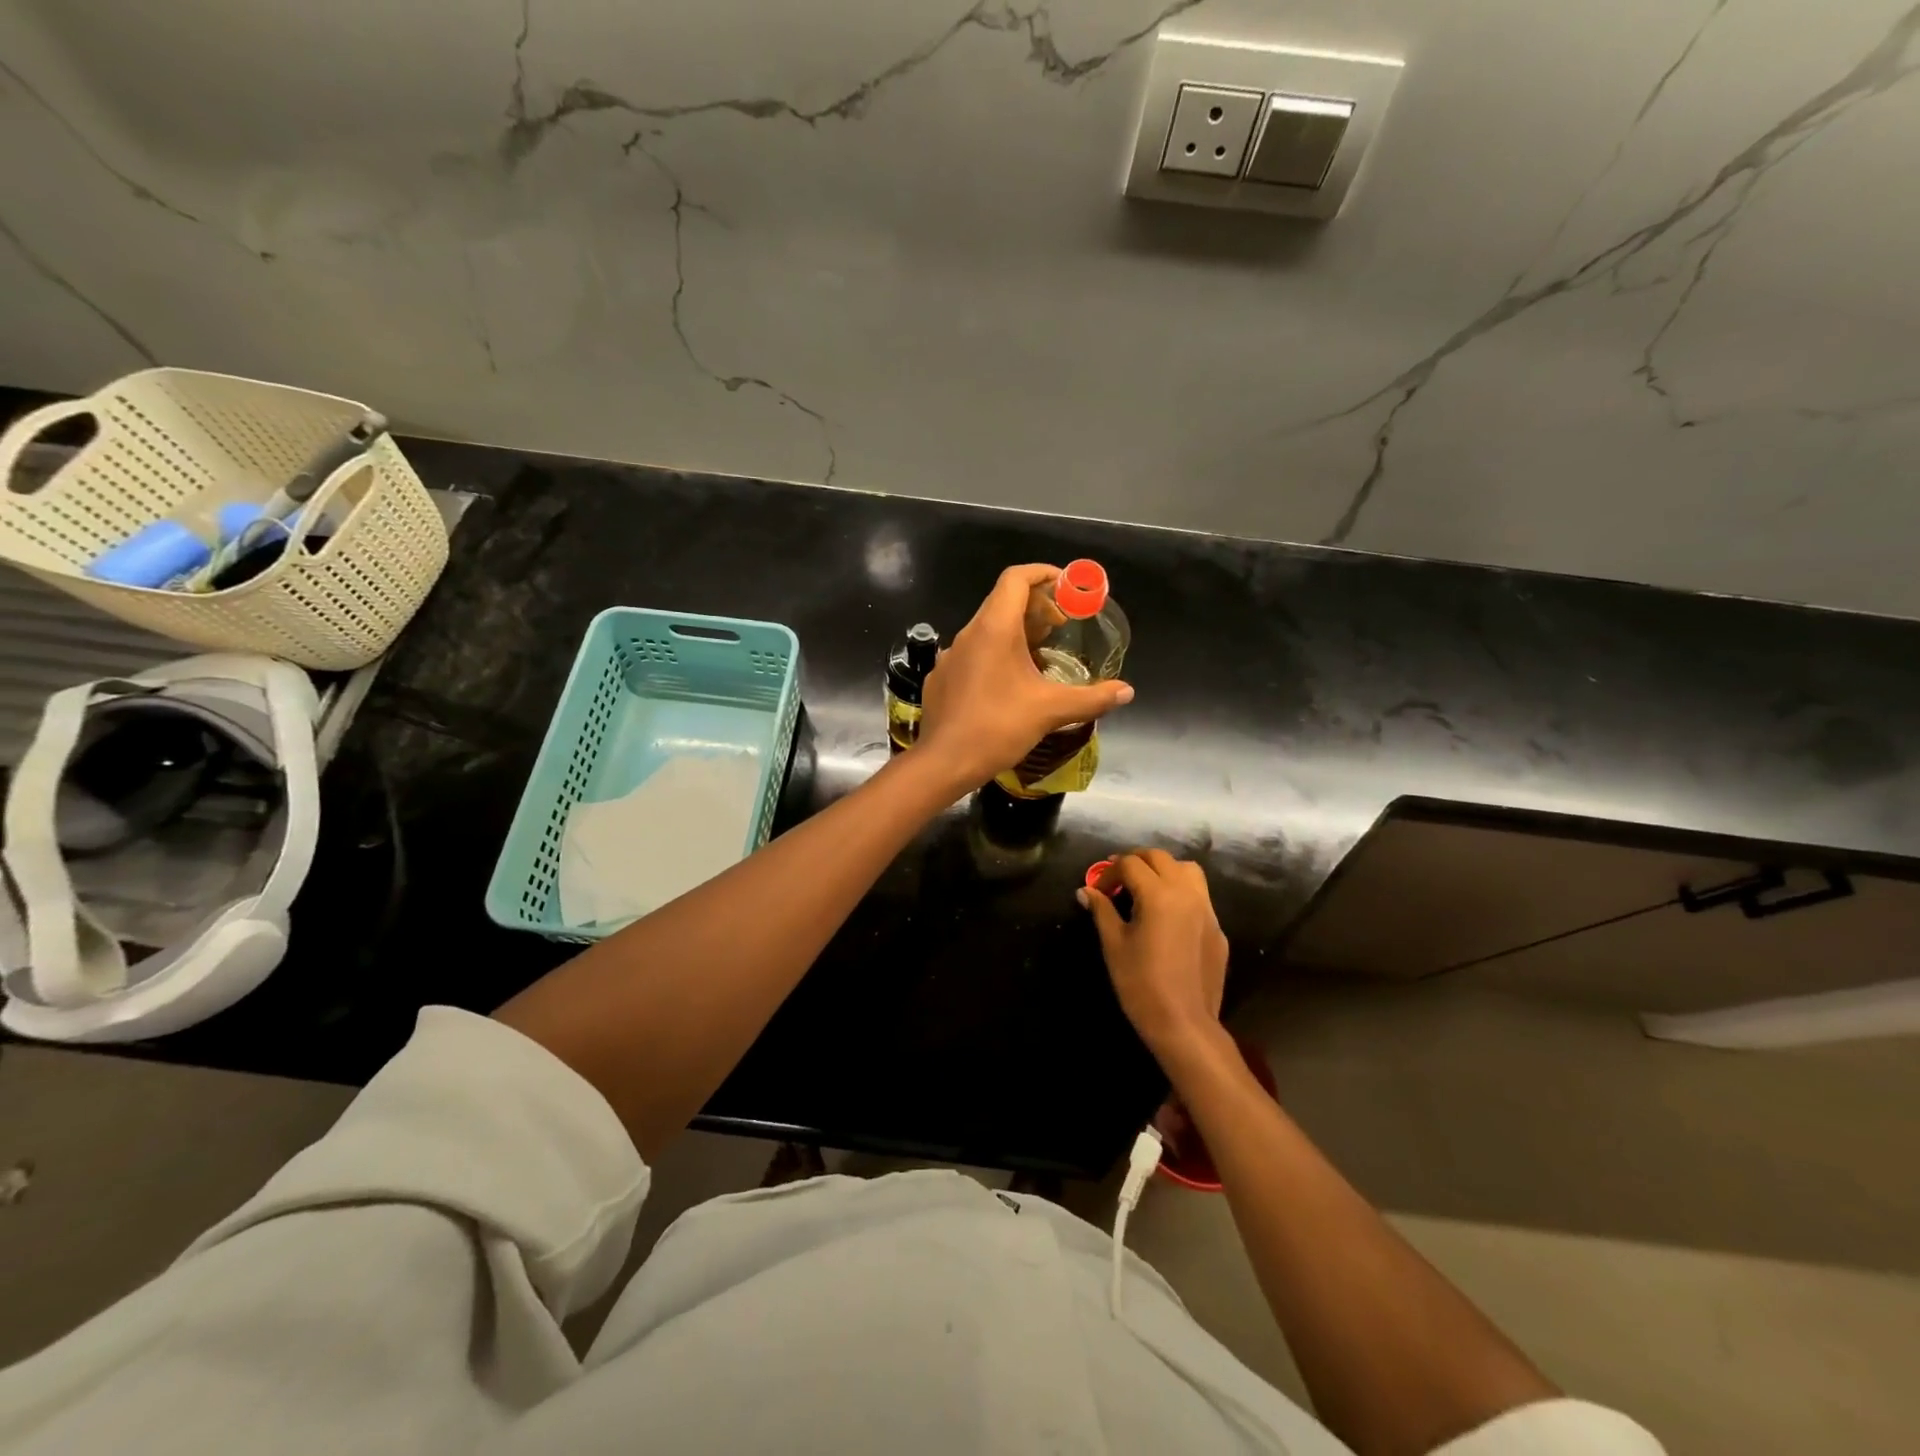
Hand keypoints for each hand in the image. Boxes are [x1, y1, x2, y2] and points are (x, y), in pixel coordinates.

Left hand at [915, 564, 1132, 788]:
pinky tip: (1008, 685)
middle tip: (1061, 626)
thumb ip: (1091, 698)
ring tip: (1040, 656)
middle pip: (1002, 601)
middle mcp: (968, 634)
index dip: (1043, 574)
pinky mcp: (941, 678)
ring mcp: (950, 656)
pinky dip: (994, 655)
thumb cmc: (997, 728)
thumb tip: (1126, 692)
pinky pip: (972, 654)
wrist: (944, 762)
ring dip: (1015, 633)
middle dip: (1035, 606)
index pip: (1016, 579)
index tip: (1067, 587)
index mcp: (993, 629)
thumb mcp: (1050, 711)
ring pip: (986, 630)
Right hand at [1080, 850, 1228, 1056]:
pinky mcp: (1218, 929)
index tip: (1097, 889)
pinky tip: (1168, 917)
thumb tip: (1085, 891)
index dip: (1109, 871)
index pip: (1130, 864)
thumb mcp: (1113, 944)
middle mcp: (1187, 893)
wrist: (1184, 1024)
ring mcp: (1208, 910)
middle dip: (1136, 861)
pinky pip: (1200, 897)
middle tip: (1117, 879)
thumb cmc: (1141, 983)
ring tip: (1147, 887)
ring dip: (1165, 869)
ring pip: (1188, 870)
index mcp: (1159, 894)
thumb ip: (1101, 910)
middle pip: (1160, 858)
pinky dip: (1181, 893)